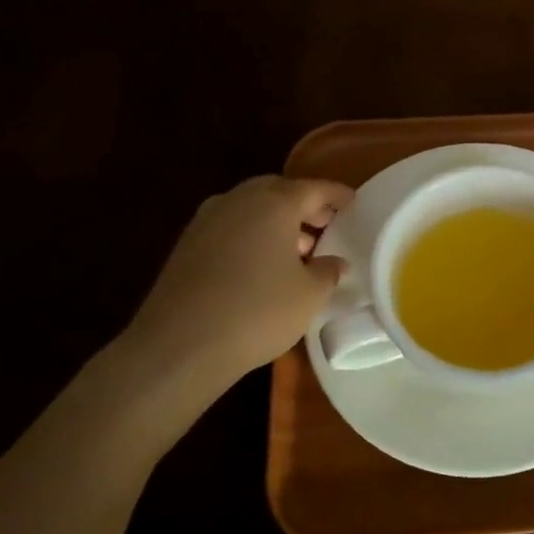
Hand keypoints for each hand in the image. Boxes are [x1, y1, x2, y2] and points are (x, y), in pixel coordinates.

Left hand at [117, 176, 353, 418]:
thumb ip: (328, 271)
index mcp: (273, 203)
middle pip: (278, 191)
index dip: (337, 195)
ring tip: (297, 250)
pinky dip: (251, 236)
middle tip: (325, 225)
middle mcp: (238, 201)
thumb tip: (334, 262)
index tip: (353, 203)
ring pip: (250, 208)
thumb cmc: (257, 311)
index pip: (313, 188)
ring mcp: (207, 221)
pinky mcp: (187, 245)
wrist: (180, 345)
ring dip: (276, 222)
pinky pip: (230, 228)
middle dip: (303, 205)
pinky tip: (261, 265)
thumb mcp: (309, 294)